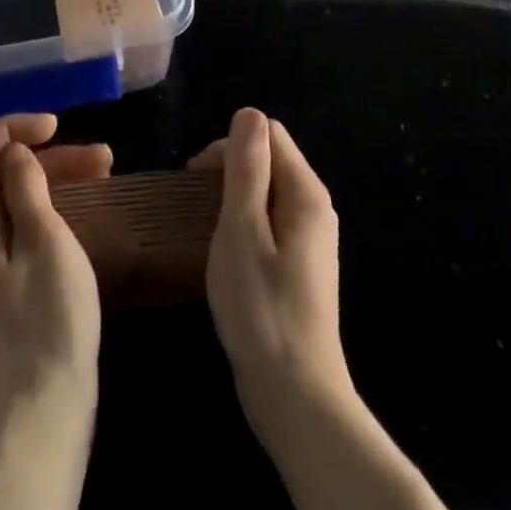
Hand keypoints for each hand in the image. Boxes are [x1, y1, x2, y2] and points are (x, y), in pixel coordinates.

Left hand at [0, 114, 111, 416]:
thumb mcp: (45, 241)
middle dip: (46, 154)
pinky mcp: (2, 281)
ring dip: (55, 178)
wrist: (43, 406)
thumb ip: (26, 188)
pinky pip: (19, 224)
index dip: (11, 127)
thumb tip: (15, 153)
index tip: (55, 127)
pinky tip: (86, 208)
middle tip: (100, 157)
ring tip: (106, 172)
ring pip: (12, 197)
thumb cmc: (50, 318)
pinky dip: (49, 206)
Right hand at [190, 107, 349, 431]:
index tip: (197, 181)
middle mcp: (314, 207)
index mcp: (305, 192)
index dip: (229, 146)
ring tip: (206, 229)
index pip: (267, 134)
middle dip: (229, 169)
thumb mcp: (242, 230)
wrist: (296, 396)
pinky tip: (226, 253)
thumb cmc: (261, 309)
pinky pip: (268, 221)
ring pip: (266, 191)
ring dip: (232, 198)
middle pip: (269, 159)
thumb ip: (247, 169)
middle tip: (196, 207)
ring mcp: (310, 238)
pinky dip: (243, 223)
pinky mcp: (300, 265)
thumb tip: (249, 113)